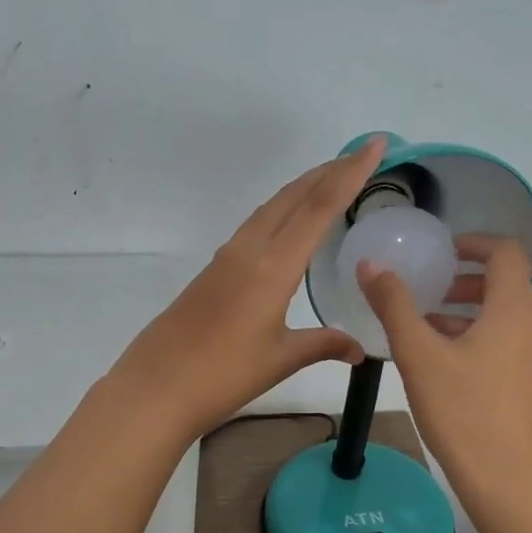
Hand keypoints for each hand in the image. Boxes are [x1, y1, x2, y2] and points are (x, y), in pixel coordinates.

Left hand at [109, 138, 386, 440]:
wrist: (156, 387)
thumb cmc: (223, 374)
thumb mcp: (280, 359)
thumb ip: (323, 345)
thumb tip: (359, 350)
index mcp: (272, 266)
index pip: (319, 207)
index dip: (350, 173)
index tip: (374, 145)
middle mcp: (249, 250)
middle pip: (293, 197)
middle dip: (328, 172)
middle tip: (359, 157)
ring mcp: (226, 258)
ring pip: (270, 208)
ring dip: (302, 189)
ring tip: (330, 181)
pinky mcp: (213, 271)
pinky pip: (255, 227)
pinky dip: (281, 212)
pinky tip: (288, 226)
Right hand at [356, 234, 531, 495]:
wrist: (512, 483)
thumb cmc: (464, 412)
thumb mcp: (419, 356)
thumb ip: (394, 305)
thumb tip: (371, 265)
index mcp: (516, 308)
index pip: (505, 252)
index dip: (472, 244)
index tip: (441, 253)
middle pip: (507, 285)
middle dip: (465, 283)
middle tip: (427, 294)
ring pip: (509, 317)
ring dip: (470, 313)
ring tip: (429, 331)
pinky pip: (514, 343)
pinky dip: (484, 338)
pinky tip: (450, 366)